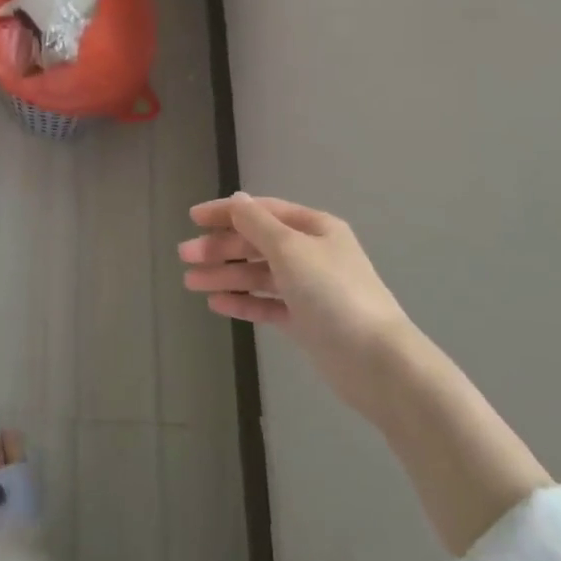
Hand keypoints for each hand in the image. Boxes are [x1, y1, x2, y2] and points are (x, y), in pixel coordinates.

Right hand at [179, 193, 412, 418]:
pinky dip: (242, 301)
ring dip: (225, 275)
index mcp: (314, 228)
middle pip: (257, 243)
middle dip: (220, 248)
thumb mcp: (290, 249)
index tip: (192, 218)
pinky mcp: (306, 321)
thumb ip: (257, 224)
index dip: (226, 212)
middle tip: (185, 257)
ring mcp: (309, 289)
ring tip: (191, 283)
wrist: (376, 361)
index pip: (262, 211)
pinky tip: (216, 304)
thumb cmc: (332, 293)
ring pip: (258, 274)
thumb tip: (236, 199)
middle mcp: (312, 254)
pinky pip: (267, 304)